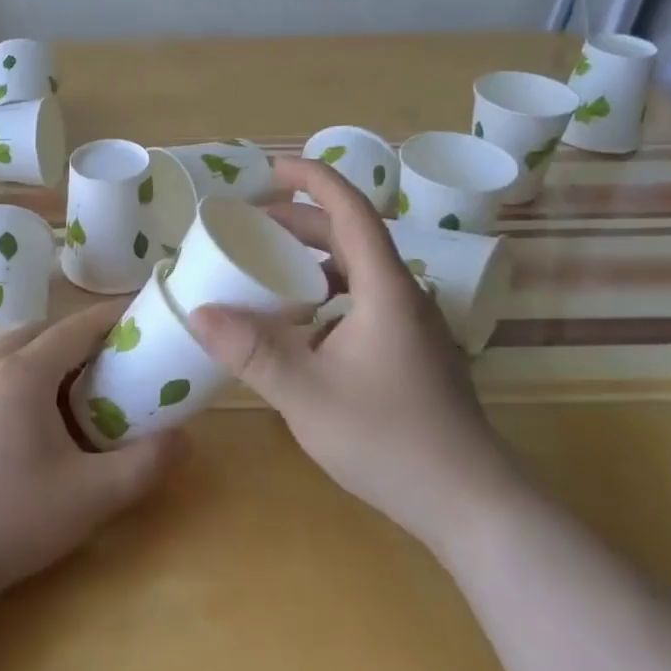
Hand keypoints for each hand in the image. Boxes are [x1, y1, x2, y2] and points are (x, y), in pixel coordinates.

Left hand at [0, 301, 186, 609]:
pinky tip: (37, 419)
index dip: (114, 317)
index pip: (77, 326)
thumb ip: (146, 464)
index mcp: (23, 373)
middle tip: (118, 361)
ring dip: (50, 357)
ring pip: (15, 351)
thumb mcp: (92, 497)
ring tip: (82, 388)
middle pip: (44, 332)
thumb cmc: (10, 520)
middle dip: (83, 337)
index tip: (145, 317)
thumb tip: (185, 439)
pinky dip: (25, 377)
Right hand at [188, 157, 519, 545]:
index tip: (272, 169)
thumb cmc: (389, 439)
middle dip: (301, 220)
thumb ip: (251, 352)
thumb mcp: (306, 394)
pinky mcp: (413, 351)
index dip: (314, 179)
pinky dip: (329, 295)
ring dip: (315, 259)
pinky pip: (366, 301)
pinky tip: (303, 327)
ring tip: (270, 268)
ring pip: (359, 271)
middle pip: (352, 236)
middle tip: (252, 224)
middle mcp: (403, 294)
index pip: (351, 209)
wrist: (470, 501)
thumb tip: (199, 313)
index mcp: (384, 287)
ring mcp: (413, 324)